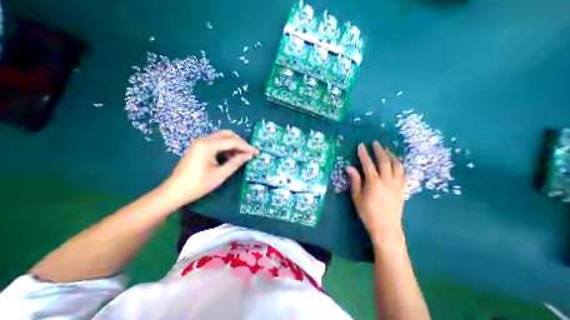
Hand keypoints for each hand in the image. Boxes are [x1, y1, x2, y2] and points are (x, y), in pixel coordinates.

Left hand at [161, 130, 256, 206]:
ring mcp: (200, 143)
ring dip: (233, 145)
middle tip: (249, 153)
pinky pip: (216, 143)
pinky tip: (230, 157)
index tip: (256, 152)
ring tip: (241, 156)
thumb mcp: (220, 174)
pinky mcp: (199, 147)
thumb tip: (249, 155)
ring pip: (222, 138)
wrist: (175, 191)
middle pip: (227, 135)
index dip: (246, 146)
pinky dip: (226, 147)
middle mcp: (204, 140)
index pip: (232, 141)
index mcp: (207, 145)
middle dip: (240, 143)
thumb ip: (236, 162)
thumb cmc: (198, 185)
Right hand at [345, 141, 406, 246]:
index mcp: (374, 182)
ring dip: (391, 155)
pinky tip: (396, 163)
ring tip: (386, 150)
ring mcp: (397, 184)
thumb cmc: (367, 212)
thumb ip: (355, 180)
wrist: (386, 227)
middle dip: (379, 150)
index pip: (368, 164)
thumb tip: (349, 167)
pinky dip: (399, 165)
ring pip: (396, 165)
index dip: (364, 154)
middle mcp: (387, 180)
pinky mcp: (402, 189)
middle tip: (375, 143)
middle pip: (384, 161)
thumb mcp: (357, 196)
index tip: (361, 145)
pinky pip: (403, 173)